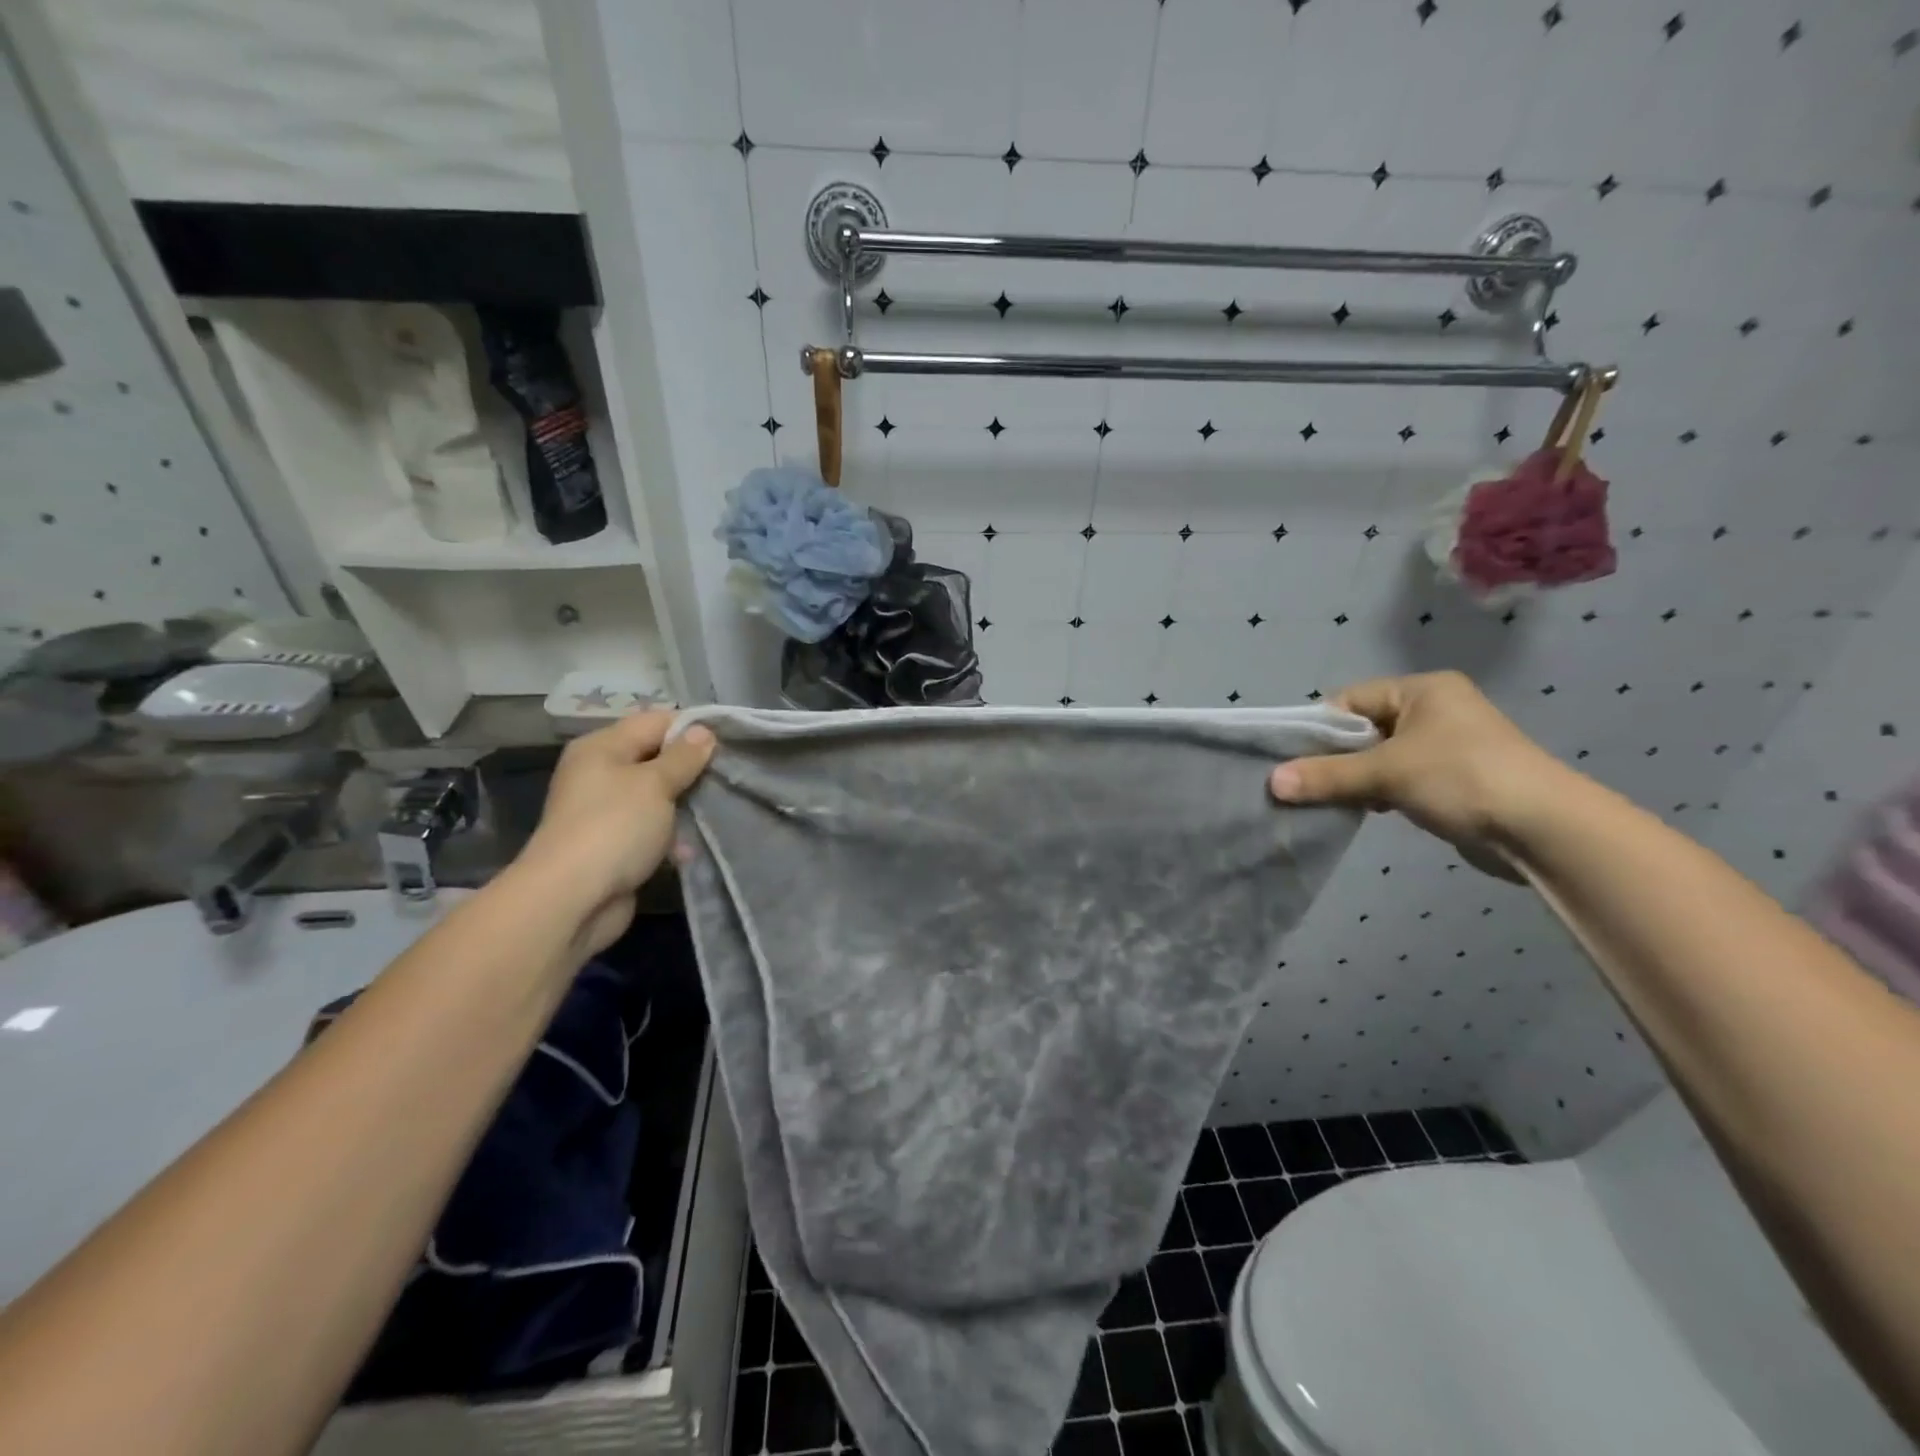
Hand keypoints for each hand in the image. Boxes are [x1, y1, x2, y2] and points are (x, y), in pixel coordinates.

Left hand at [519, 712, 714, 951]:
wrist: (572, 899)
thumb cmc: (615, 827)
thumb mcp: (656, 784)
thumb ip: (683, 757)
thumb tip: (703, 731)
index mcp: (602, 748)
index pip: (655, 722)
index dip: (691, 729)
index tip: (728, 742)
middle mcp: (600, 774)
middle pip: (656, 759)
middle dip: (691, 769)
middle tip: (727, 777)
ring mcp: (605, 812)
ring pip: (657, 797)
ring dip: (684, 806)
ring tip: (716, 812)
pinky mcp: (614, 845)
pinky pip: (650, 831)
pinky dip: (670, 838)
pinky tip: (687, 851)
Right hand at [1269, 671, 1569, 880]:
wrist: (1544, 830)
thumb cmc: (1461, 778)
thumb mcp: (1386, 773)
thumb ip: (1327, 776)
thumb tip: (1272, 783)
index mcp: (1422, 690)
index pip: (1351, 700)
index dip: (1320, 728)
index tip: (1294, 759)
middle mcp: (1435, 709)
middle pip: (1364, 729)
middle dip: (1335, 757)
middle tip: (1305, 783)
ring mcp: (1446, 745)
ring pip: (1380, 756)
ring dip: (1356, 778)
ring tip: (1331, 800)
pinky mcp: (1453, 778)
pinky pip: (1400, 778)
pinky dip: (1379, 792)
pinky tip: (1366, 810)